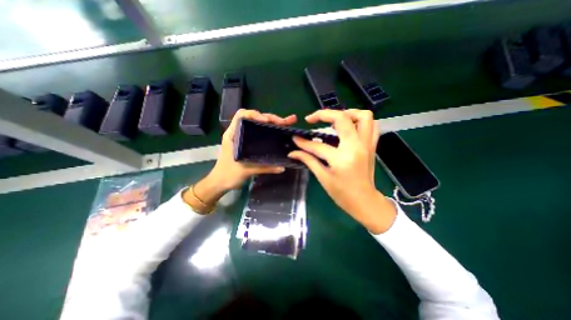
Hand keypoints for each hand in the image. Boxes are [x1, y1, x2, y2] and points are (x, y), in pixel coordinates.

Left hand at [188, 108, 296, 207]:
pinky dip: (269, 130)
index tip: (267, 121)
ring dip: (271, 123)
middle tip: (284, 122)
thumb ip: (265, 168)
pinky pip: (259, 133)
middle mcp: (238, 132)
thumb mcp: (246, 170)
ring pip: (258, 125)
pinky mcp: (248, 143)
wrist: (220, 182)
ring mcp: (243, 137)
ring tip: (285, 124)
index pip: (241, 115)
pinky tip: (278, 132)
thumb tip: (282, 167)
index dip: (255, 114)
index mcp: (233, 134)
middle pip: (253, 118)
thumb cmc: (228, 174)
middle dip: (270, 118)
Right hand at [291, 109, 397, 231]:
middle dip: (323, 114)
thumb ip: (308, 161)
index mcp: (341, 159)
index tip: (295, 138)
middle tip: (312, 119)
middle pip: (342, 118)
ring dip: (347, 113)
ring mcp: (367, 145)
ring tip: (333, 119)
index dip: (303, 142)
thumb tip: (293, 152)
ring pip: (363, 116)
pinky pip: (372, 126)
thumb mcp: (323, 177)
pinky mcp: (372, 146)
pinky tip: (349, 127)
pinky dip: (360, 121)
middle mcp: (356, 147)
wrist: (364, 201)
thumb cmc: (342, 194)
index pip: (318, 145)